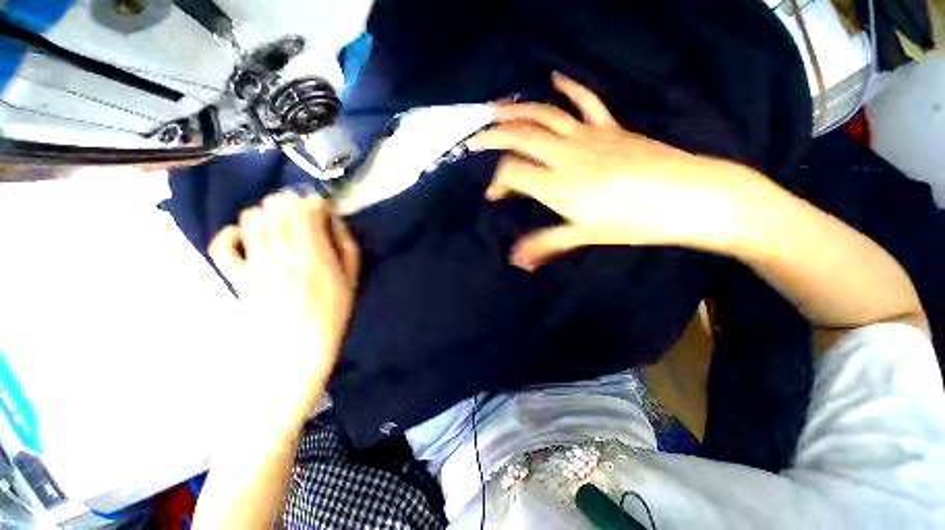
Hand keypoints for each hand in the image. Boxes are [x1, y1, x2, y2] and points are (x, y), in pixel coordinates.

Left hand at [208, 190, 359, 427]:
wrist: (294, 353)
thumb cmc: (331, 317)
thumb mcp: (352, 282)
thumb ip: (347, 249)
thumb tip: (335, 222)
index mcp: (316, 255)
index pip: (308, 211)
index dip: (313, 201)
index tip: (320, 203)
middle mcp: (283, 253)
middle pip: (277, 208)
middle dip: (289, 200)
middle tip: (300, 209)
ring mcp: (256, 264)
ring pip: (252, 219)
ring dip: (265, 211)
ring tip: (278, 220)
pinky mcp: (237, 278)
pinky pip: (223, 246)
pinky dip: (230, 234)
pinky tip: (245, 237)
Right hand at [468, 73, 768, 269]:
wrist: (692, 197)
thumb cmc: (637, 222)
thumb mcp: (586, 236)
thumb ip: (547, 243)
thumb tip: (516, 260)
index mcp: (560, 185)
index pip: (514, 174)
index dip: (497, 183)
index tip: (494, 196)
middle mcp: (568, 155)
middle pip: (521, 137)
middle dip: (494, 137)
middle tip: (475, 139)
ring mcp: (590, 136)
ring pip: (545, 115)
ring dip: (517, 109)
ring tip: (496, 107)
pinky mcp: (610, 127)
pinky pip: (586, 100)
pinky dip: (569, 87)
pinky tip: (555, 77)